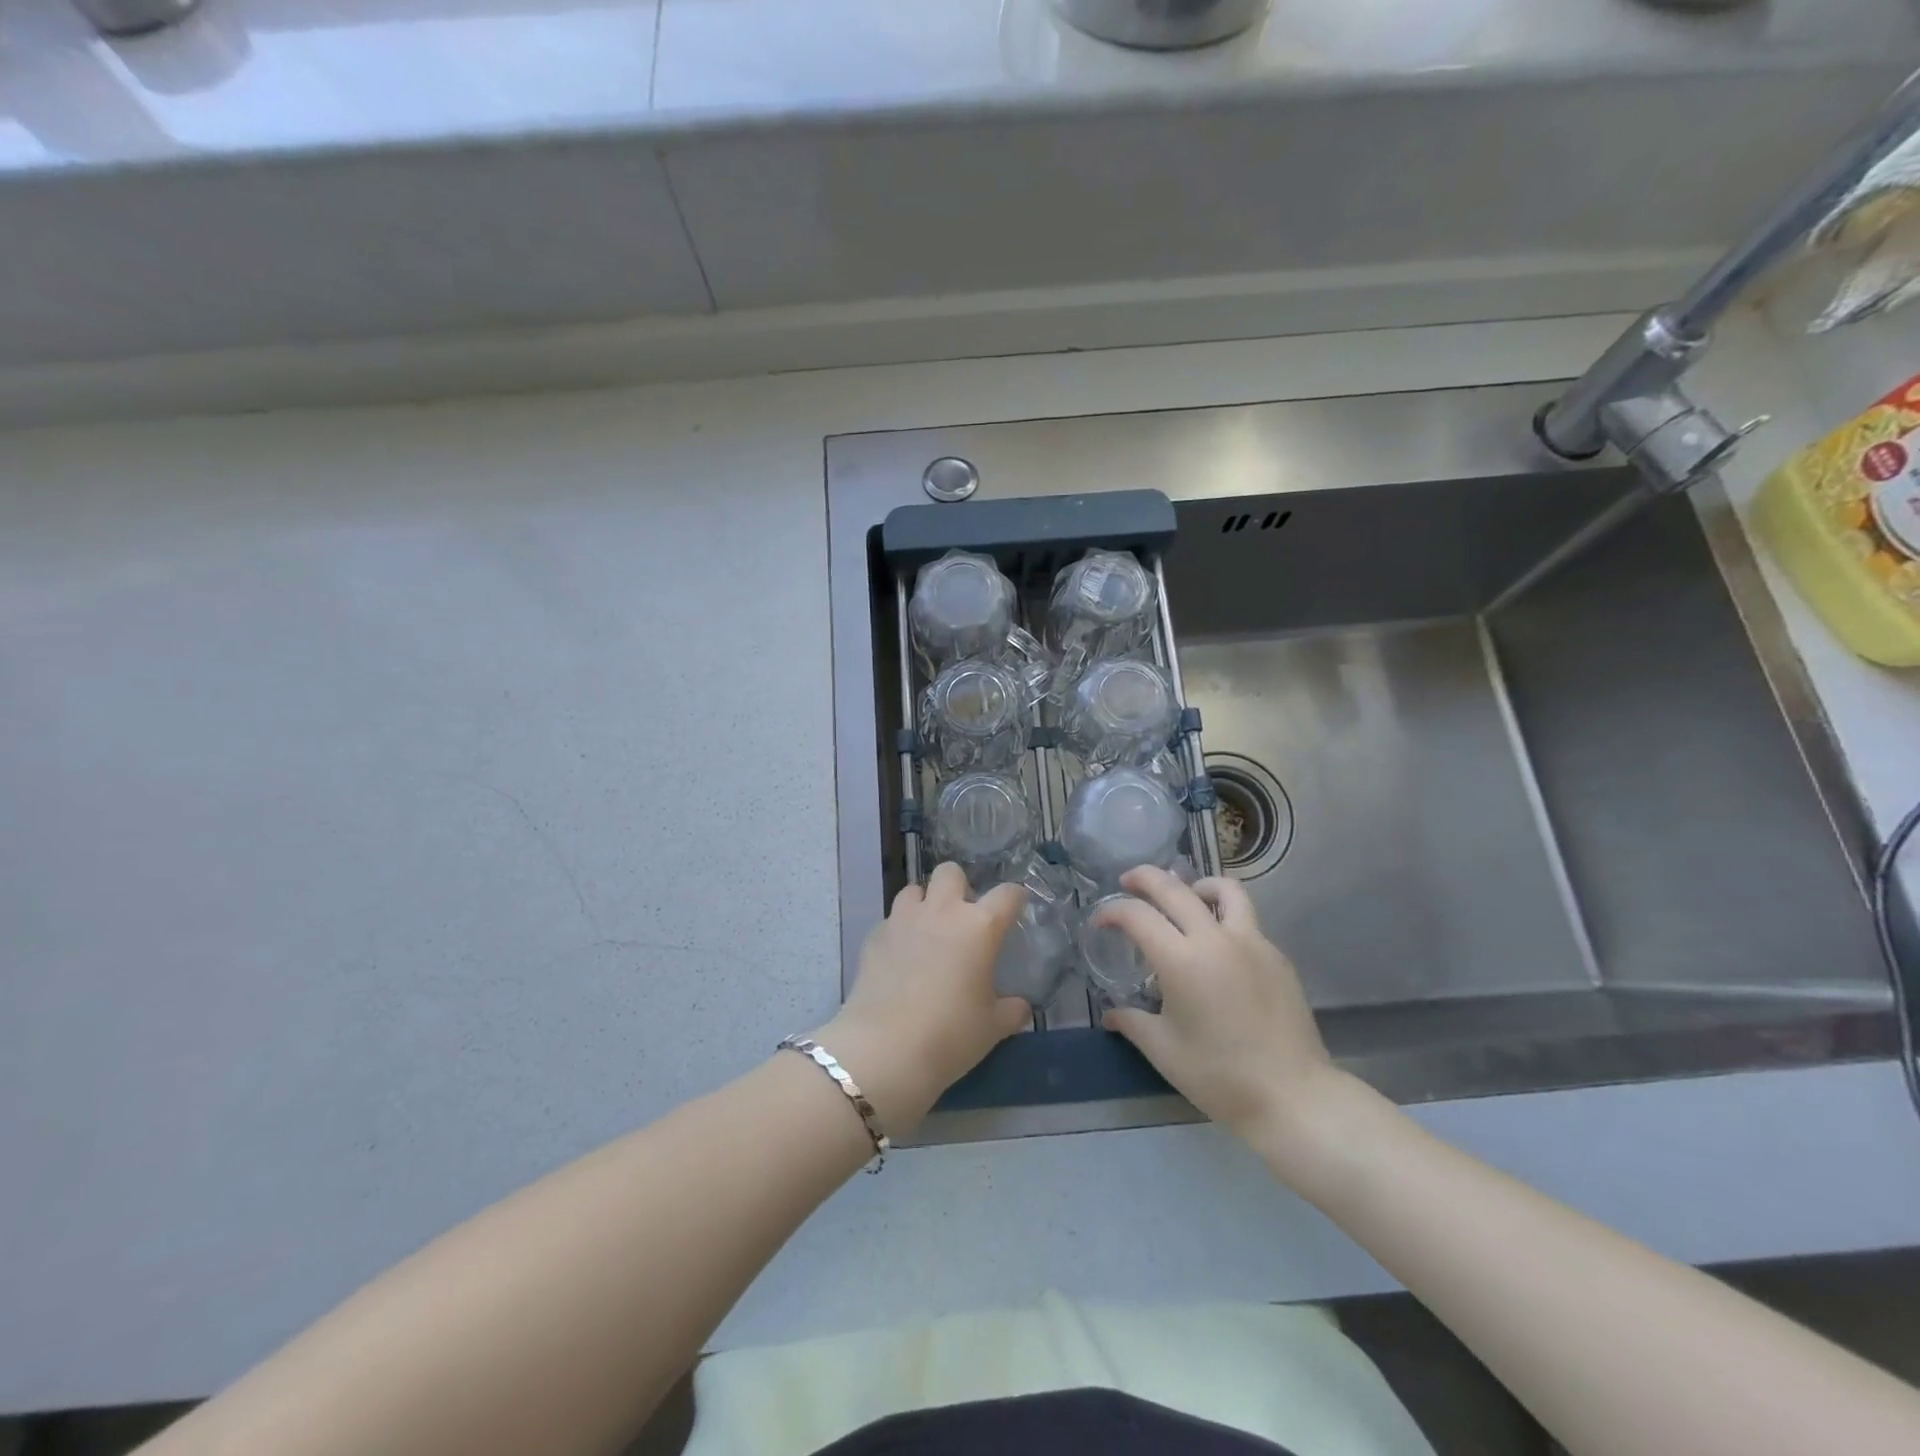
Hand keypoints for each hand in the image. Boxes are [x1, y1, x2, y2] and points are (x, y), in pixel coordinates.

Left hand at [816, 862, 1030, 1138]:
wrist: (884, 1049)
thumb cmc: (949, 1035)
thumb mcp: (992, 1028)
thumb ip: (1011, 1010)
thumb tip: (1020, 1006)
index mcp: (979, 927)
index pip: (1007, 894)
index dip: (1015, 898)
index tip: (1015, 909)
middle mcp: (941, 912)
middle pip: (950, 872)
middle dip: (958, 887)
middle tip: (962, 918)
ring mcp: (903, 920)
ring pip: (914, 890)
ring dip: (924, 903)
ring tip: (927, 932)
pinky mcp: (874, 936)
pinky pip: (891, 920)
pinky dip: (899, 931)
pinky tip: (900, 958)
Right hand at [1094, 866, 1352, 1171]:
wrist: (1293, 1097)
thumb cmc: (1219, 1076)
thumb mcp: (1164, 1050)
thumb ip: (1132, 1022)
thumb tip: (1111, 1014)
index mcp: (1181, 961)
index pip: (1137, 916)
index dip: (1112, 911)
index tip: (1100, 922)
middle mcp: (1215, 939)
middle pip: (1174, 888)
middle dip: (1145, 877)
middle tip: (1127, 881)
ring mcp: (1251, 943)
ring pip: (1223, 890)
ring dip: (1195, 885)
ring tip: (1185, 896)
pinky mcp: (1276, 956)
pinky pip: (1245, 920)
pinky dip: (1223, 916)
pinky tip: (1216, 946)